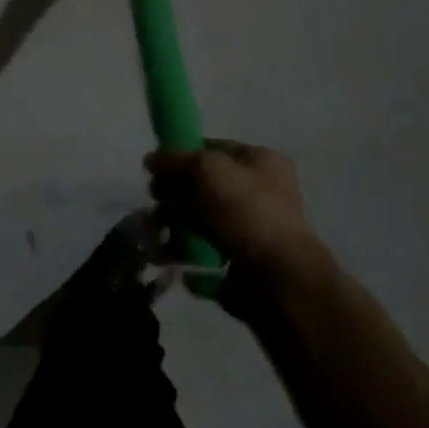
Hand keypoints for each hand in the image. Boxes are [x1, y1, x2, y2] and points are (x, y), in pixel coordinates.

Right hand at [145, 140, 330, 305]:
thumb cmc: (246, 212)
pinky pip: (201, 250)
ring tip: (154, 236)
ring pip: (198, 219)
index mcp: (262, 162)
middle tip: (156, 205)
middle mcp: (260, 192)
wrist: (278, 278)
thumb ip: (174, 159)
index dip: (182, 155)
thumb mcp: (206, 169)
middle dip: (172, 195)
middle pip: (201, 185)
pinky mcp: (240, 261)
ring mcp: (250, 228)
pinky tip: (167, 256)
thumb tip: (150, 160)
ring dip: (171, 225)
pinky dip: (182, 252)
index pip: (212, 149)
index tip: (156, 171)